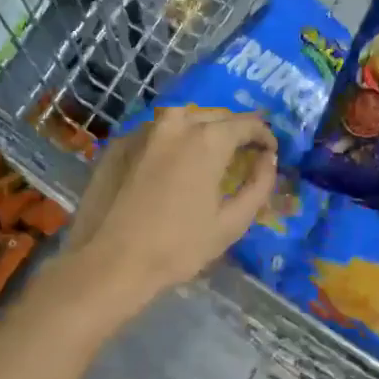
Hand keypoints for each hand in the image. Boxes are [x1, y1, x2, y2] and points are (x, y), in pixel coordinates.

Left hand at [65, 107, 277, 301]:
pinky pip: (155, 132)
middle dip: (234, 130)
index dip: (264, 135)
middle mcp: (175, 124)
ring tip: (209, 152)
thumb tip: (268, 159)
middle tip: (243, 151)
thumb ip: (259, 185)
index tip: (269, 152)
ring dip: (202, 128)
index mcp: (207, 140)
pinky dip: (172, 140)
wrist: (109, 263)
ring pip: (182, 118)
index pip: (246, 124)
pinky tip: (172, 162)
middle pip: (215, 115)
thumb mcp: (232, 223)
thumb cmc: (178, 247)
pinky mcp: (118, 145)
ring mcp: (143, 131)